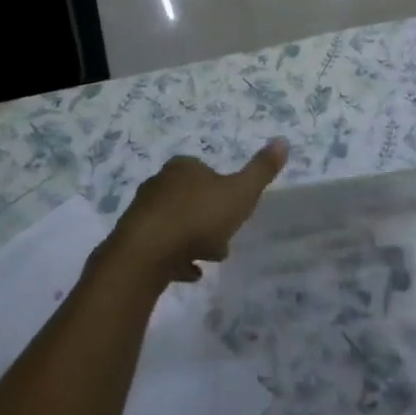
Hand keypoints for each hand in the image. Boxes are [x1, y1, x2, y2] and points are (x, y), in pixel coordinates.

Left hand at [98, 140, 288, 288]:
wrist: (146, 254)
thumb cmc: (198, 217)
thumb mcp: (240, 193)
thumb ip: (261, 170)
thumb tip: (283, 140)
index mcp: (183, 168)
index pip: (206, 172)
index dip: (223, 192)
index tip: (234, 213)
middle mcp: (159, 183)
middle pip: (191, 199)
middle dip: (209, 219)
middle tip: (223, 241)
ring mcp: (143, 212)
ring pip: (176, 223)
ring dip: (192, 240)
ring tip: (207, 261)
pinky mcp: (132, 239)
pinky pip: (160, 247)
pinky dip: (175, 259)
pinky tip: (189, 274)